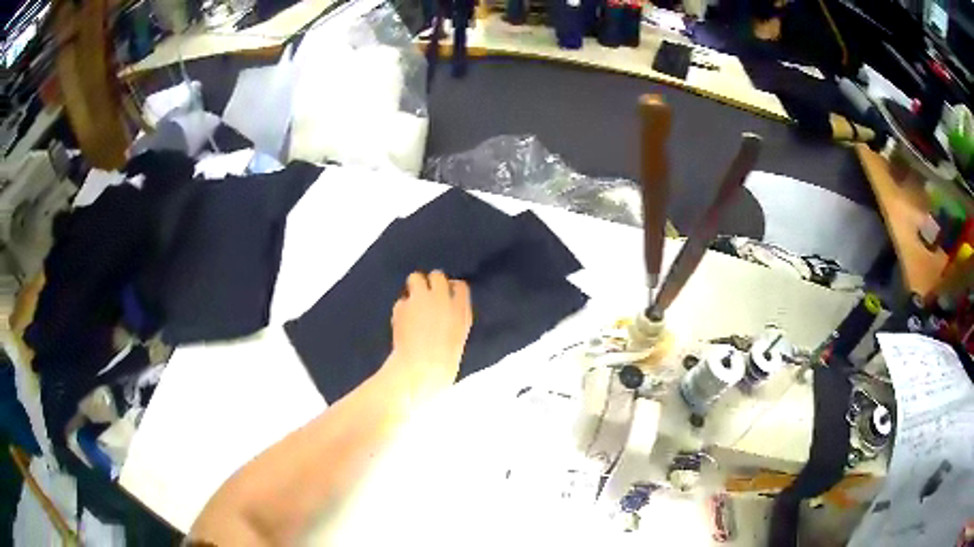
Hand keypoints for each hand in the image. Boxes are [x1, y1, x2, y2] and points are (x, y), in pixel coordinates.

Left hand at [384, 271, 472, 399]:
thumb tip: (445, 316)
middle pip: (438, 275)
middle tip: (425, 297)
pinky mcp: (402, 306)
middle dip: (431, 283)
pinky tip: (400, 324)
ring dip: (413, 288)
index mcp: (461, 311)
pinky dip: (400, 310)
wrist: (420, 371)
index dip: (451, 289)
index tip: (446, 296)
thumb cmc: (443, 367)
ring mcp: (421, 299)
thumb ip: (453, 324)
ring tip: (411, 305)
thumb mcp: (457, 343)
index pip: (460, 286)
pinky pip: (401, 302)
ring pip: (415, 278)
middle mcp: (443, 299)